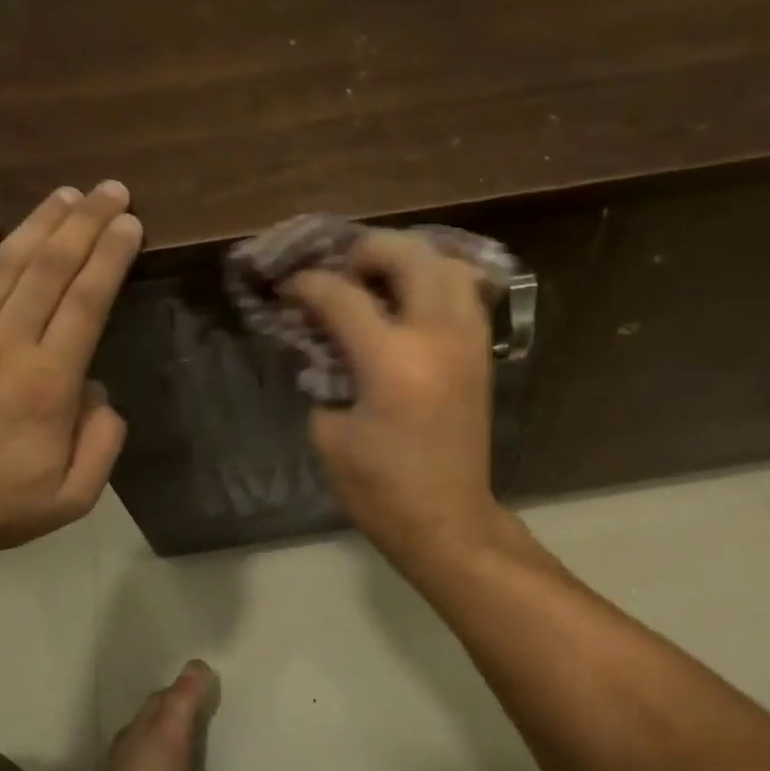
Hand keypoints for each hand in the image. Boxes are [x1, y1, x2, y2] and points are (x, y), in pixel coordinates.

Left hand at [0, 183, 141, 565]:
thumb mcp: (75, 495)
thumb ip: (103, 441)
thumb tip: (97, 391)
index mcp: (47, 383)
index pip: (86, 302)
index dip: (110, 257)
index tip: (130, 224)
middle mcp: (4, 346)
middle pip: (49, 269)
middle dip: (85, 224)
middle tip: (111, 190)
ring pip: (3, 265)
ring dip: (38, 224)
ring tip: (67, 194)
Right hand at [286, 231, 503, 564]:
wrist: (447, 520)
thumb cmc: (380, 488)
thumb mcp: (329, 434)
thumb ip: (323, 374)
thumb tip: (321, 341)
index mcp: (392, 360)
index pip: (342, 295)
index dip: (308, 284)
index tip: (288, 288)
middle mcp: (437, 335)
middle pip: (407, 255)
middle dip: (366, 251)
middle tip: (340, 272)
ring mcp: (467, 341)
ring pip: (446, 265)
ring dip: (408, 260)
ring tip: (378, 280)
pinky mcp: (481, 353)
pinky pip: (465, 293)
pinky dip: (436, 282)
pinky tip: (409, 301)